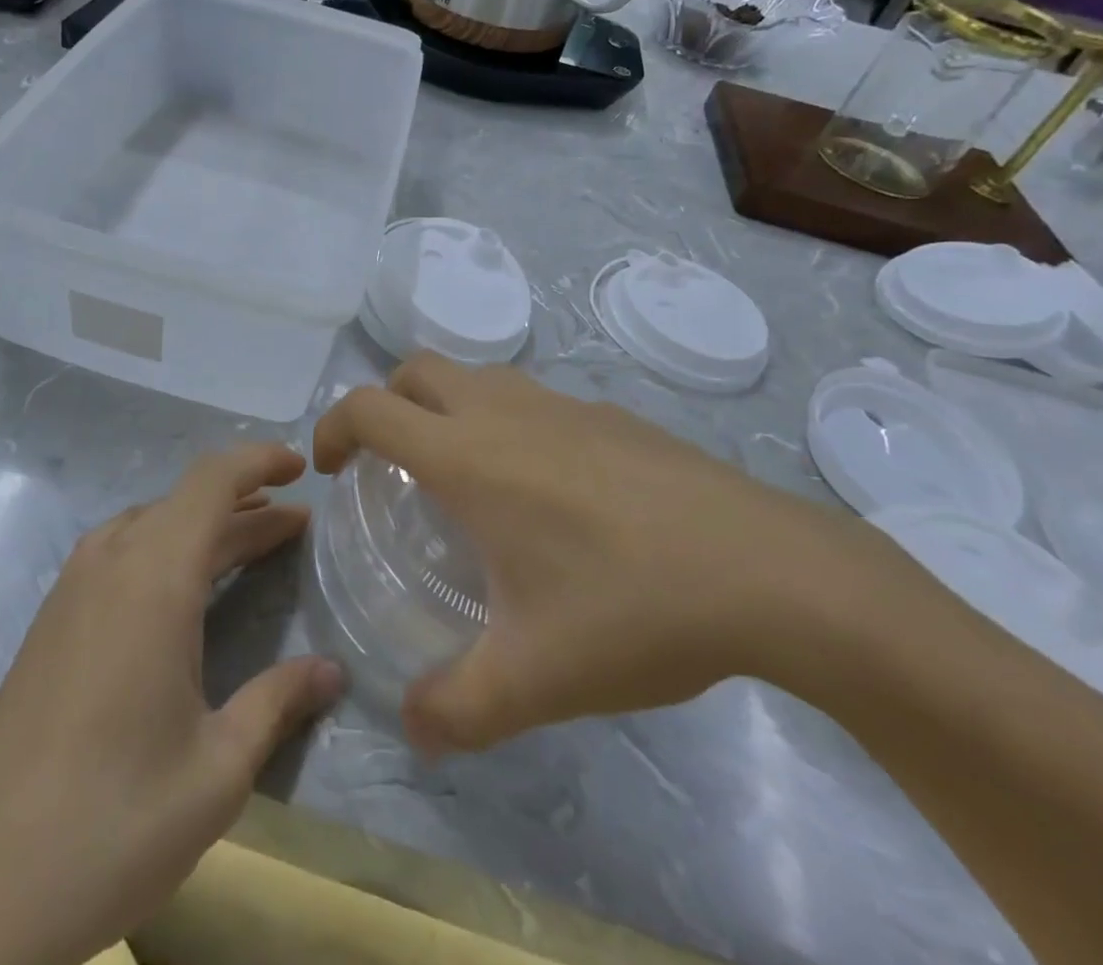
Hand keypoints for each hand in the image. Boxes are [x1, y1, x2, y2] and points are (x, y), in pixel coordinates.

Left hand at [0, 445, 342, 964]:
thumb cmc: (114, 822)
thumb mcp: (217, 770)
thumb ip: (277, 703)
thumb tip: (333, 671)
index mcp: (154, 578)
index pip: (213, 482)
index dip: (259, 461)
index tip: (301, 466)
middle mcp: (111, 563)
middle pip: (185, 501)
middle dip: (245, 503)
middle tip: (295, 522)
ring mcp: (72, 589)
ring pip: (150, 524)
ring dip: (204, 525)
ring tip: (249, 545)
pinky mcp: (51, 621)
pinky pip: (120, 552)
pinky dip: (166, 548)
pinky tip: (182, 591)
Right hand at [313, 354, 863, 753]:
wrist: (771, 572)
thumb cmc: (632, 608)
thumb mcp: (534, 680)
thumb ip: (457, 710)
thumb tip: (411, 730)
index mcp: (469, 455)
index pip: (370, 408)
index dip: (333, 428)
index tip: (331, 469)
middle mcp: (505, 411)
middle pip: (418, 371)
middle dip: (386, 404)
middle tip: (390, 464)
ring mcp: (563, 404)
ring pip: (478, 376)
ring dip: (448, 406)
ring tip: (466, 475)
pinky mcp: (612, 414)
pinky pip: (534, 399)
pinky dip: (509, 421)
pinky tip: (549, 490)